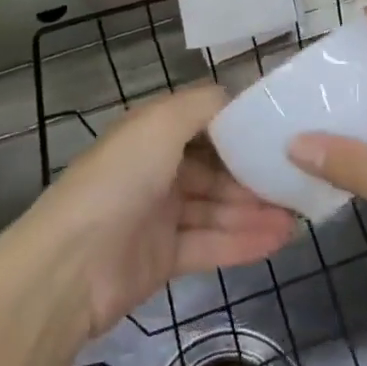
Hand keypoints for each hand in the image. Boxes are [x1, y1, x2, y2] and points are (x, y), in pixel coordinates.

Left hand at [6, 84, 295, 341]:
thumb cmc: (119, 180)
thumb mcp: (161, 123)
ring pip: (217, 208)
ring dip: (255, 211)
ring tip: (298, 216)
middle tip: (298, 181)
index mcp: (153, 132)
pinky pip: (210, 244)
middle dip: (254, 174)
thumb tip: (237, 97)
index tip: (282, 131)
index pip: (207, 123)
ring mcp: (160, 215)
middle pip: (216, 168)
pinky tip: (278, 240)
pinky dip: (242, 241)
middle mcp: (158, 168)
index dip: (242, 126)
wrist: (67, 267)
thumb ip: (203, 105)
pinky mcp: (163, 258)